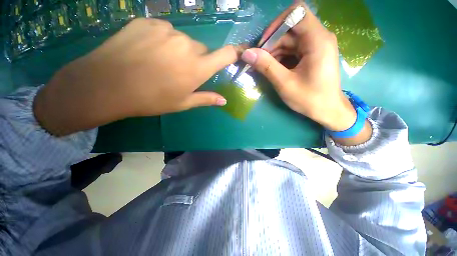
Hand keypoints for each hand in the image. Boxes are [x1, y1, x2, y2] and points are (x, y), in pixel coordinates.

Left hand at [34, 18, 239, 135]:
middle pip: (201, 49)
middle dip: (197, 59)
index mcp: (197, 68)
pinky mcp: (148, 22)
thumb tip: (224, 101)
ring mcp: (167, 30)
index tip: (238, 53)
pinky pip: (164, 30)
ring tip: (160, 62)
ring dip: (178, 50)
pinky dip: (162, 40)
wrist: (108, 84)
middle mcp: (187, 46)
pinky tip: (147, 51)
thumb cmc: (152, 99)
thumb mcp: (183, 103)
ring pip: (182, 40)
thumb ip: (206, 99)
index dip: (234, 53)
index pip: (225, 55)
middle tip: (181, 71)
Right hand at [241, 2, 371, 144]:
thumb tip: (246, 53)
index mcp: (317, 40)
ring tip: (264, 67)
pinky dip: (281, 57)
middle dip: (272, 43)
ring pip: (290, 39)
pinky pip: (294, 48)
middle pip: (290, 28)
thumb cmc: (309, 99)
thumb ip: (266, 66)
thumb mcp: (284, 83)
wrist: (328, 110)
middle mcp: (319, 37)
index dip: (276, 25)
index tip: (263, 44)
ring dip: (275, 52)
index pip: (296, 12)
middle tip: (258, 61)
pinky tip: (274, 68)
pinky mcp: (313, 53)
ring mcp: (317, 45)